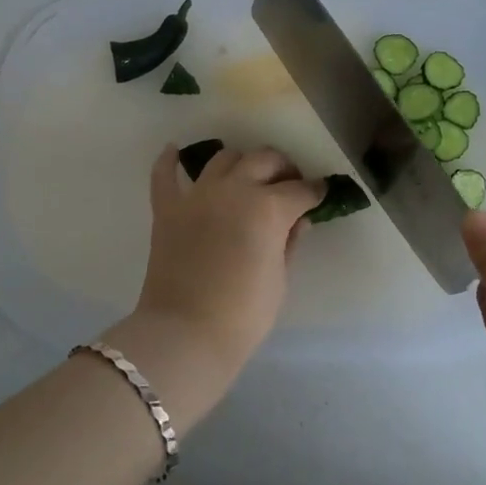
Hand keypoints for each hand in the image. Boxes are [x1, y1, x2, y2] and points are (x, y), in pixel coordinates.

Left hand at [127, 144, 324, 378]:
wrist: (186, 333)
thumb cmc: (244, 314)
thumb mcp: (279, 279)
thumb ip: (289, 242)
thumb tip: (298, 220)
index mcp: (268, 207)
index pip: (300, 190)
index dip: (315, 191)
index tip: (320, 193)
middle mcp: (234, 189)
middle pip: (264, 160)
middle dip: (282, 168)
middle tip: (289, 183)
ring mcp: (197, 195)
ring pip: (223, 158)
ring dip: (241, 162)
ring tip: (248, 175)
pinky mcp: (168, 208)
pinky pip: (165, 175)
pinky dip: (169, 161)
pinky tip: (174, 151)